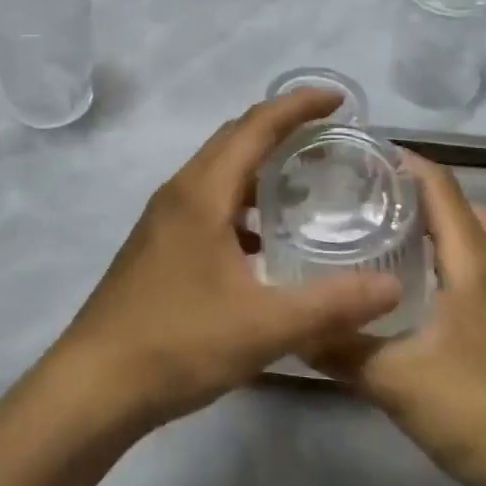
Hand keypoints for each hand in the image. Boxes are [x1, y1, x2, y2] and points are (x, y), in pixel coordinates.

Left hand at [48, 88, 400, 437]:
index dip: (298, 106)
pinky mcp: (158, 244)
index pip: (256, 126)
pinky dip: (241, 200)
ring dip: (259, 163)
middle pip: (234, 138)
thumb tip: (392, 286)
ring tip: (304, 182)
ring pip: (218, 170)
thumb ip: (331, 304)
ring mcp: (164, 218)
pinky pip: (207, 201)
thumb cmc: (177, 343)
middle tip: (329, 136)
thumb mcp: (263, 326)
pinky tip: (264, 240)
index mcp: (202, 192)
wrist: (93, 385)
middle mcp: (180, 192)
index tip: (339, 100)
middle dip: (281, 127)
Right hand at [314, 153, 485, 485]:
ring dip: (439, 224)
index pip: (440, 186)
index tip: (359, 156)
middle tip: (365, 199)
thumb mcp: (393, 380)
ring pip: (477, 234)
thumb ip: (339, 347)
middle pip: (460, 203)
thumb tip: (292, 325)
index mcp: (475, 261)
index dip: (403, 162)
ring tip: (388, 236)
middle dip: (415, 191)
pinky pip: (484, 263)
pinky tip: (420, 287)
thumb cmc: (475, 413)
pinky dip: (453, 254)